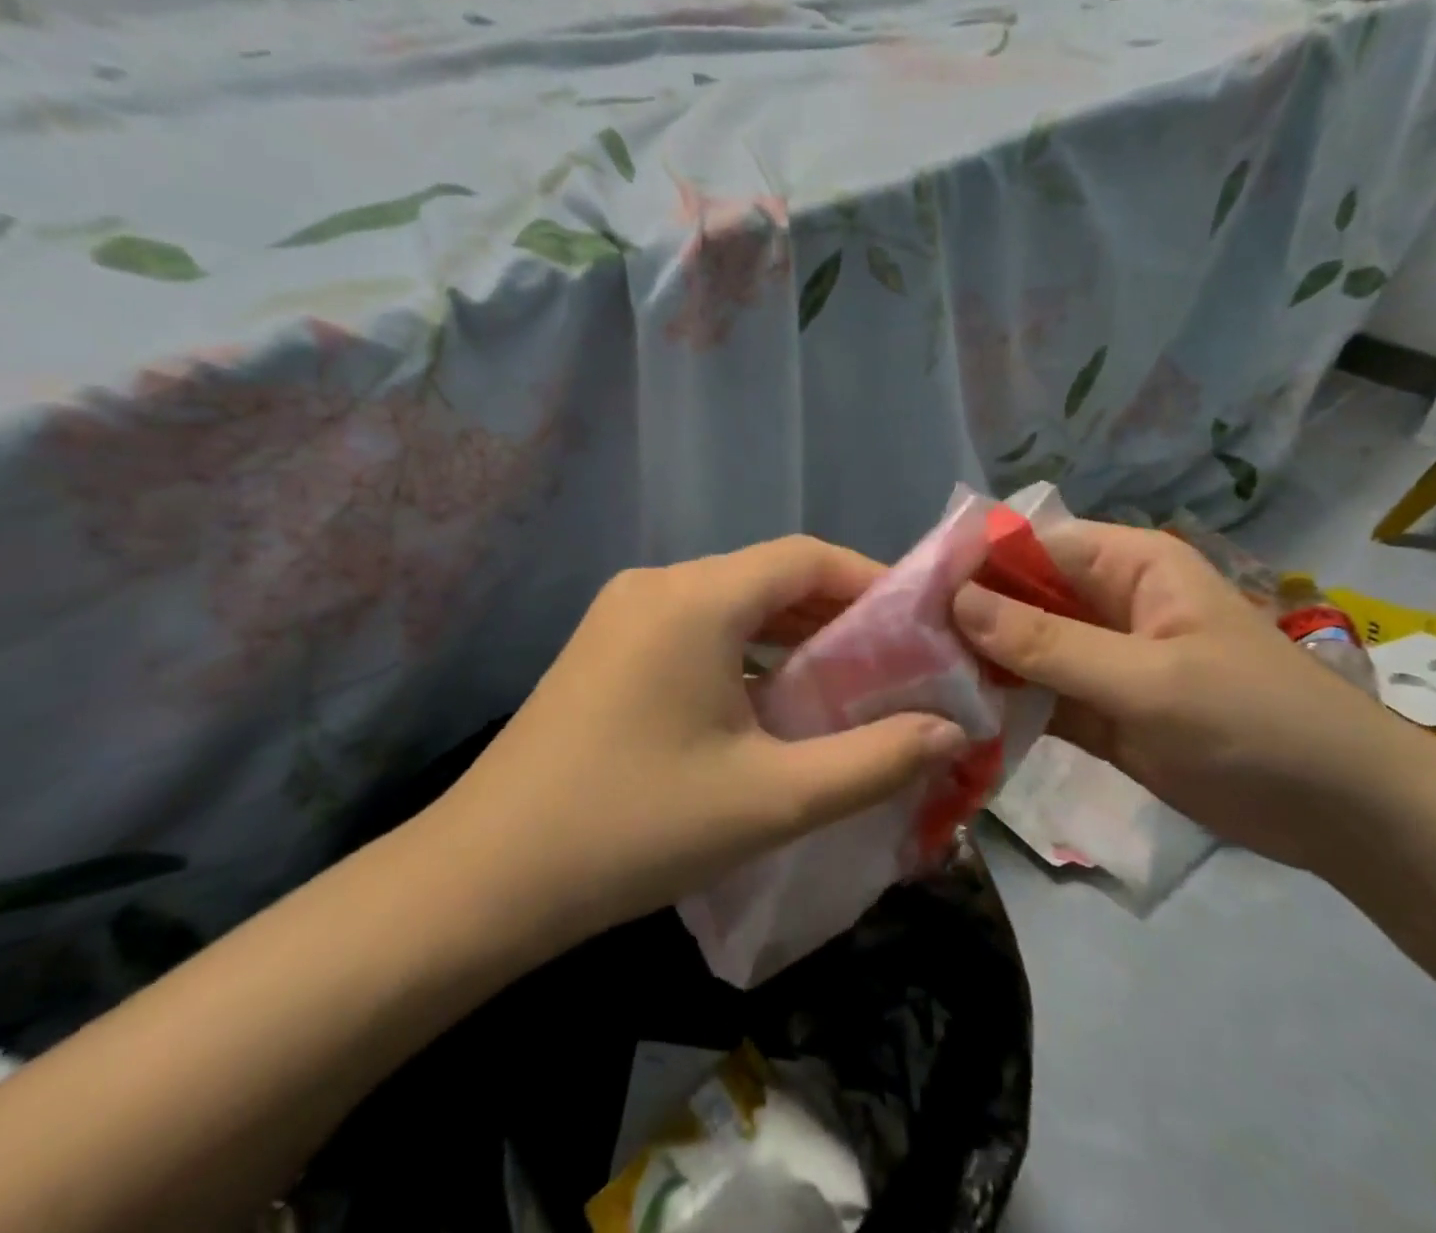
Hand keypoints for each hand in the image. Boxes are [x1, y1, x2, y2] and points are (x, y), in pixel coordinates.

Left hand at [426, 537, 968, 949]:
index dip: (871, 579)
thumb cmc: (634, 829)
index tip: (921, 621)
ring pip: (731, 603)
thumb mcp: (770, 799)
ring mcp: (622, 613)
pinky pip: (696, 628)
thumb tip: (952, 733)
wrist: (483, 880)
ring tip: (846, 681)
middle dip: (836, 612)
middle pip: (768, 577)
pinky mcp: (605, 646)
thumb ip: (874, 762)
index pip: (805, 556)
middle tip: (896, 661)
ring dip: (790, 634)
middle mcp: (657, 584)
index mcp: (695, 598)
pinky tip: (770, 699)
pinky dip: (745, 651)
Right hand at [952, 521, 1419, 869]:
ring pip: (1021, 646)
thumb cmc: (1255, 723)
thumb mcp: (1147, 680)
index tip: (907, 598)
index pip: (1027, 547)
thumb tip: (956, 601)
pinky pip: (1036, 692)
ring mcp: (1099, 656)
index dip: (970, 566)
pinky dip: (1002, 703)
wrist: (1344, 816)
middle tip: (896, 647)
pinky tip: (953, 717)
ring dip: (976, 662)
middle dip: (965, 618)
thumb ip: (1048, 643)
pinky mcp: (1098, 707)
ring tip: (910, 682)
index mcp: (1126, 565)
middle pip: (1017, 596)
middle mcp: (1105, 600)